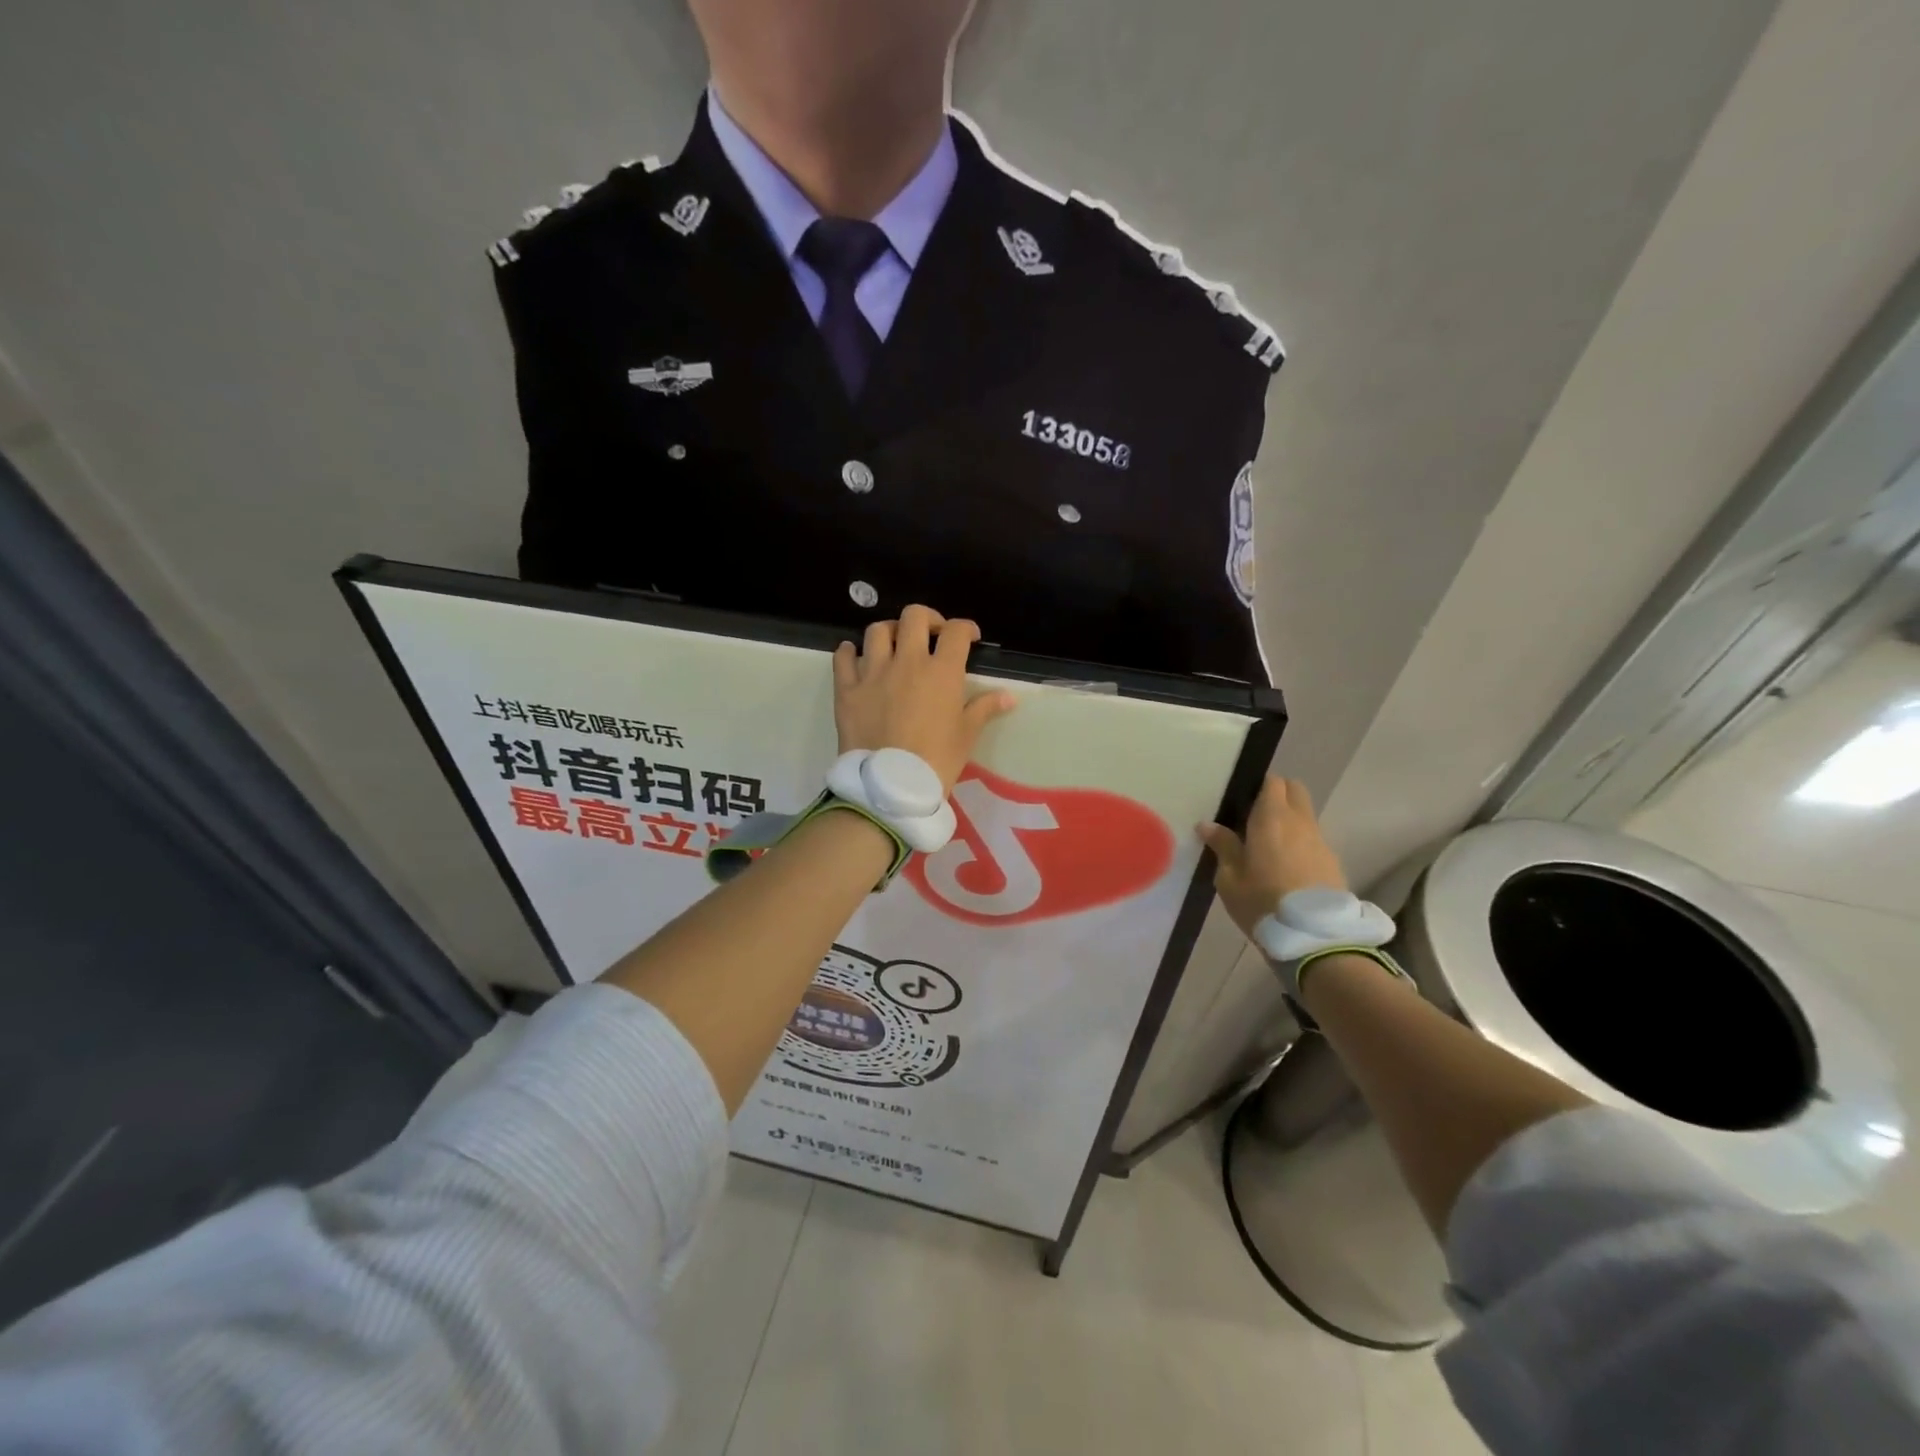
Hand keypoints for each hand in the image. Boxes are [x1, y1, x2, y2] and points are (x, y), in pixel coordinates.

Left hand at [832, 606, 1016, 791]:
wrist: (890, 787)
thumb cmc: (936, 761)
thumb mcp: (966, 736)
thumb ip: (984, 708)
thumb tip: (1008, 697)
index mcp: (942, 672)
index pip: (956, 632)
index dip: (966, 628)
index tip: (969, 638)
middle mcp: (907, 662)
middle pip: (914, 617)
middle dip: (927, 619)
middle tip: (932, 635)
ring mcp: (873, 673)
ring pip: (878, 631)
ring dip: (890, 631)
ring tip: (895, 644)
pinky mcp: (847, 689)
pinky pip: (843, 657)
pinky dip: (849, 652)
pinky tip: (855, 656)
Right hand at [1197, 776, 1348, 938]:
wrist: (1314, 936)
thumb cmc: (1262, 902)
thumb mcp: (1230, 878)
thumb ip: (1222, 846)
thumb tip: (1207, 825)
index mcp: (1271, 818)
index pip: (1272, 782)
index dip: (1258, 786)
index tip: (1242, 801)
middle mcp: (1299, 821)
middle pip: (1295, 790)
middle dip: (1277, 794)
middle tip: (1255, 816)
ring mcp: (1320, 840)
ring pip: (1305, 814)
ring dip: (1289, 820)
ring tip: (1268, 844)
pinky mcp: (1332, 861)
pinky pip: (1313, 838)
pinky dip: (1299, 842)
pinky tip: (1286, 865)